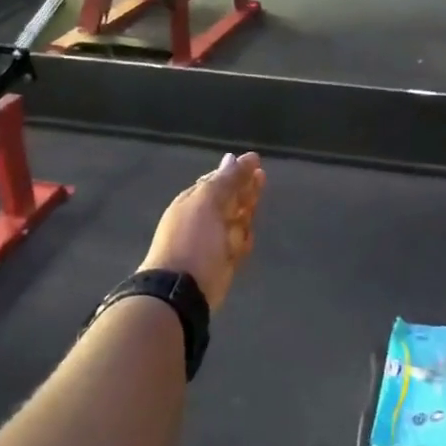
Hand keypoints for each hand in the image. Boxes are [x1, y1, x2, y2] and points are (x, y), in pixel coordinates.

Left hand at [140, 152, 265, 311]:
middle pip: (230, 199)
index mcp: (194, 201)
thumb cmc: (193, 239)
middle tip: (262, 180)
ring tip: (253, 211)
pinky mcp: (224, 261)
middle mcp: (204, 219)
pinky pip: (239, 244)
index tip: (257, 163)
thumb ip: (225, 180)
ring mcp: (214, 241)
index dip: (237, 172)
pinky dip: (244, 240)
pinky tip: (248, 237)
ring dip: (246, 213)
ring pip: (237, 221)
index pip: (218, 181)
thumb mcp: (207, 202)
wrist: (183, 289)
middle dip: (245, 190)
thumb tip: (235, 157)